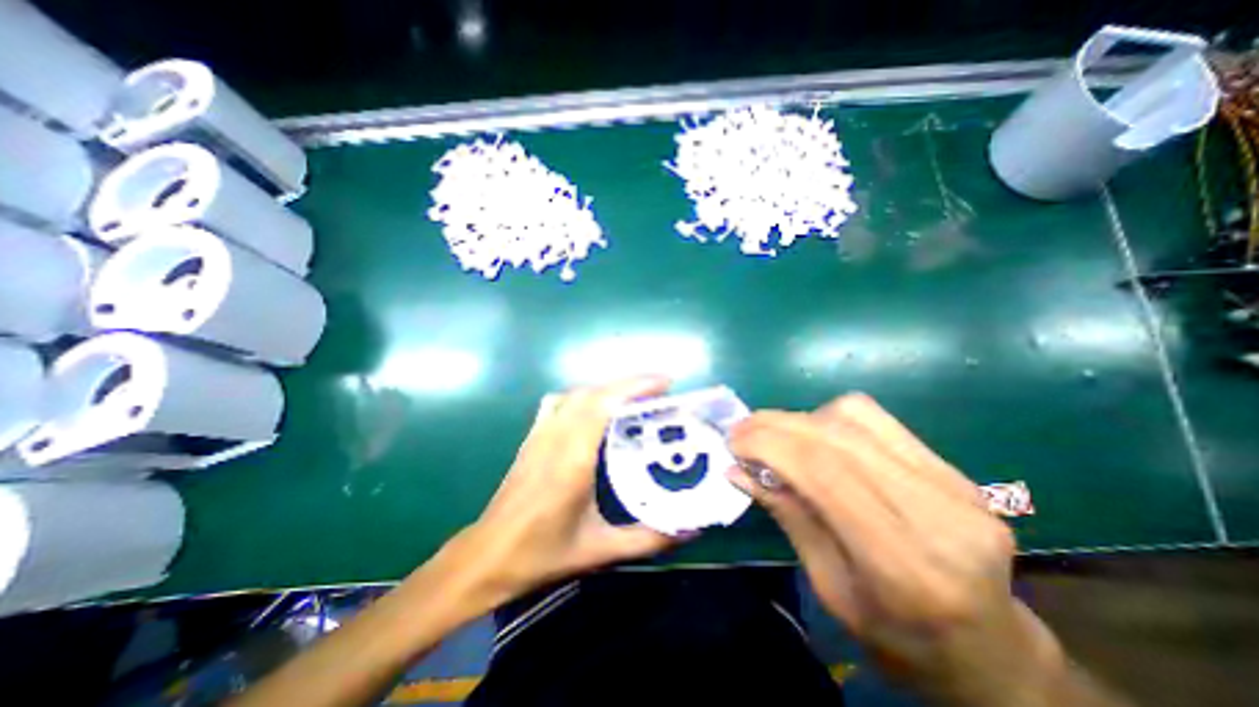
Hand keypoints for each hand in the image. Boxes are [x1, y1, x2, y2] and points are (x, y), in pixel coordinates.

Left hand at [455, 379, 688, 603]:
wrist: (488, 555)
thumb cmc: (542, 553)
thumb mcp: (601, 551)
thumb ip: (649, 539)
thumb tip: (692, 529)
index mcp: (573, 457)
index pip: (604, 404)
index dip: (635, 387)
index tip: (665, 383)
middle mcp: (556, 436)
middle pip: (594, 392)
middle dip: (629, 383)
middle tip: (660, 390)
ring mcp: (541, 433)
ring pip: (577, 393)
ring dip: (608, 388)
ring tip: (633, 399)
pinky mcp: (532, 436)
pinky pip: (560, 402)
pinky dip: (583, 395)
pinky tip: (595, 410)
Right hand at [733, 395, 1076, 702]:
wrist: (991, 650)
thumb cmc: (900, 638)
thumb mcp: (829, 589)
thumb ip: (787, 517)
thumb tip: (737, 469)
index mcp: (906, 566)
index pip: (824, 472)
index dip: (769, 444)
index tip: (732, 441)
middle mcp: (939, 514)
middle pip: (837, 438)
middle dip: (776, 425)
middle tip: (740, 429)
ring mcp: (954, 485)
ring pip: (856, 417)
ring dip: (801, 419)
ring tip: (775, 436)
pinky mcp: (953, 469)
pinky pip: (877, 420)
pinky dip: (830, 418)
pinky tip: (815, 436)